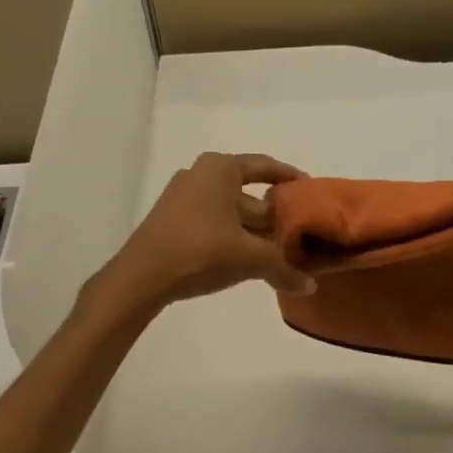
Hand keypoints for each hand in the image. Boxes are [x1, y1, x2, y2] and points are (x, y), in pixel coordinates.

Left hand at [99, 151, 316, 311]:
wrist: (143, 276)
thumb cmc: (201, 252)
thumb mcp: (250, 259)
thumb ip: (283, 269)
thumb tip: (310, 286)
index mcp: (220, 169)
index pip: (264, 166)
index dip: (289, 178)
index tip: (308, 189)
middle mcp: (200, 175)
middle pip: (248, 193)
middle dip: (272, 216)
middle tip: (298, 235)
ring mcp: (182, 198)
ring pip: (229, 212)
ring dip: (253, 232)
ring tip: (277, 253)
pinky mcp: (172, 221)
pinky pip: (213, 224)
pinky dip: (232, 238)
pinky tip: (246, 261)